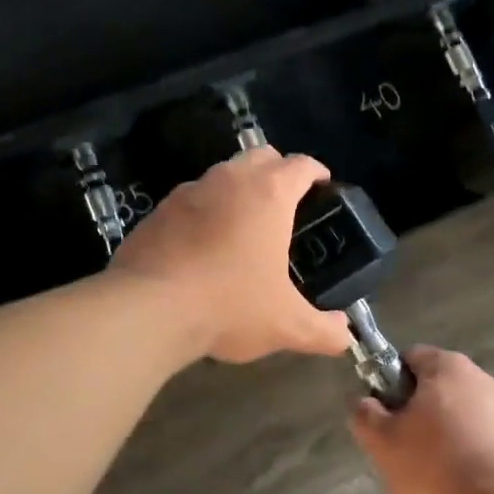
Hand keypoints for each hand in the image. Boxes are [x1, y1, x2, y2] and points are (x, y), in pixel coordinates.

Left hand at [111, 147, 352, 363]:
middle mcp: (230, 180)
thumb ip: (323, 330)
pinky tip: (204, 245)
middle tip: (286, 204)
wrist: (148, 310)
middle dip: (278, 171)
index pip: (302, 165)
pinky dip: (205, 210)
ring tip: (245, 225)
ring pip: (223, 173)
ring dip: (239, 189)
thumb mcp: (286, 325)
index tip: (323, 187)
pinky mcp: (158, 210)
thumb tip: (345, 337)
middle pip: (261, 156)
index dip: (317, 173)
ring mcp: (190, 191)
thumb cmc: (229, 305)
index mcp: (269, 194)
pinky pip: (192, 199)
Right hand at [348, 347, 493, 493]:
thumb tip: (363, 402)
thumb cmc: (434, 465)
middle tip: (400, 448)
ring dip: (439, 436)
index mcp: (446, 366)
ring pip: (455, 415)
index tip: (382, 416)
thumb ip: (364, 414)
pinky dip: (463, 454)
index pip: (408, 358)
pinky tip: (455, 484)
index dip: (388, 383)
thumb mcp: (382, 442)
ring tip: (427, 473)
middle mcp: (479, 377)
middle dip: (414, 413)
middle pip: (433, 387)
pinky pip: (477, 438)